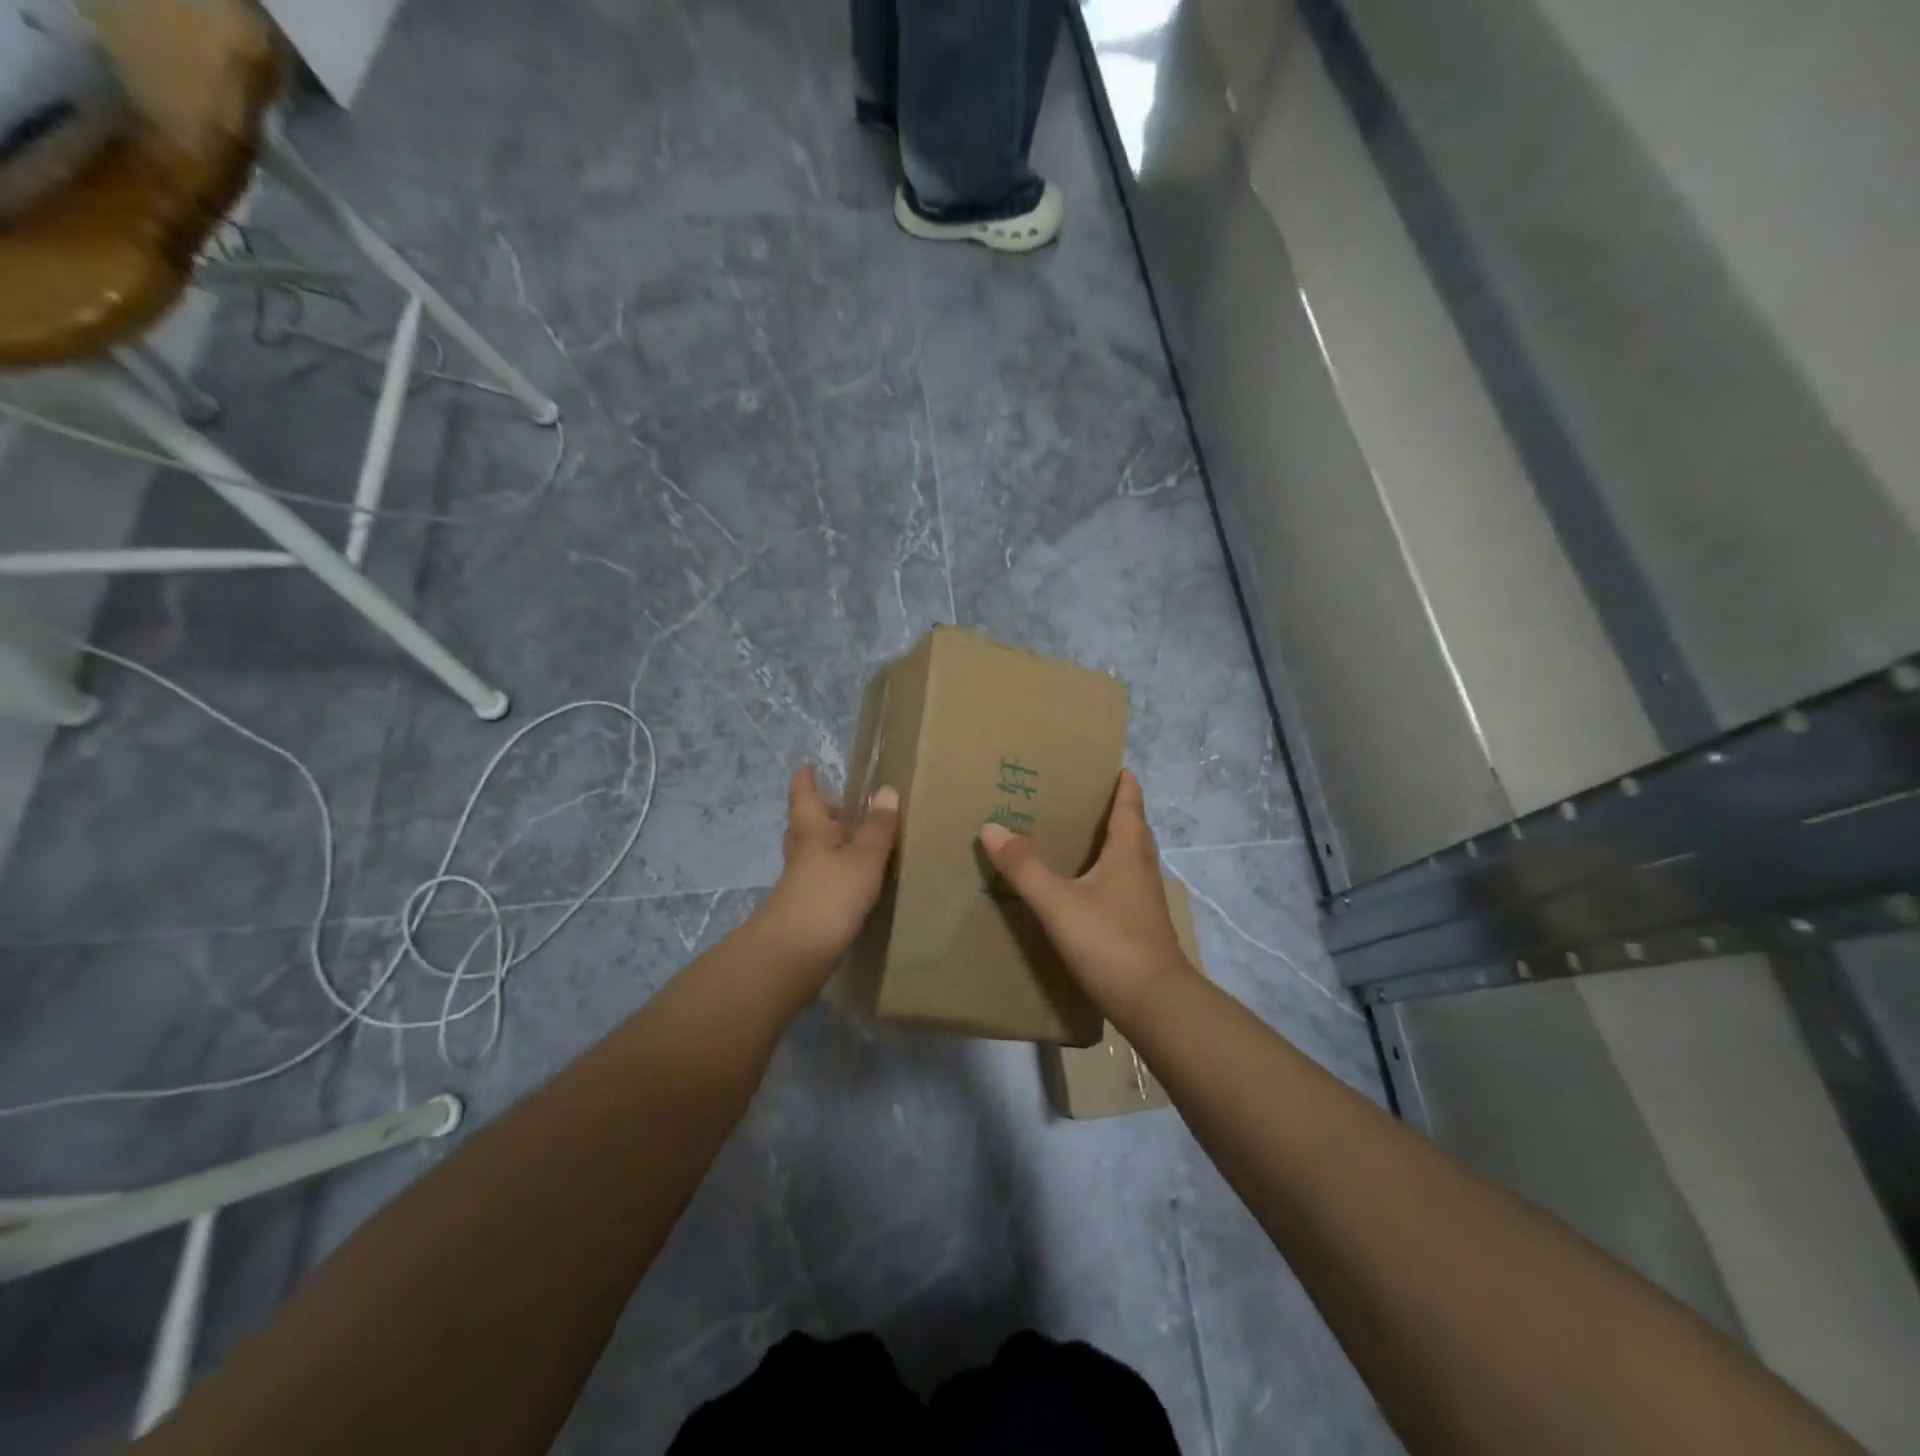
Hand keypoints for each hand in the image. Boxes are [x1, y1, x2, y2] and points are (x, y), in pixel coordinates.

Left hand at [757, 765, 899, 973]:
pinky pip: (819, 878)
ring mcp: (799, 882)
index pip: (805, 797)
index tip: (806, 766)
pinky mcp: (805, 908)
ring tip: (848, 839)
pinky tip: (849, 879)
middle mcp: (801, 852)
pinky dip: (832, 870)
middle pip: (803, 825)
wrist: (795, 952)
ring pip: (810, 852)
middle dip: (816, 812)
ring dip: (825, 842)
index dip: (805, 781)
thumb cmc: (831, 894)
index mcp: (811, 831)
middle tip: (833, 801)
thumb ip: (877, 827)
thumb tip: (886, 790)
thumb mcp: (864, 857)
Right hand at [978, 768, 1193, 1018]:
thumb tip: (992, 827)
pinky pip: (1120, 884)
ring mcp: (1143, 899)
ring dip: (1106, 841)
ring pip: (1126, 857)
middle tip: (1075, 795)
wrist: (1154, 1003)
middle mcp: (1141, 868)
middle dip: (1109, 807)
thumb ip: (1025, 867)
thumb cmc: (1110, 941)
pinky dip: (1102, 872)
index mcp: (1129, 851)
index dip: (1122, 780)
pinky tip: (1079, 885)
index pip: (1130, 802)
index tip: (1107, 761)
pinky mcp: (1138, 924)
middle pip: (1131, 827)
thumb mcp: (1058, 903)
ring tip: (1071, 834)